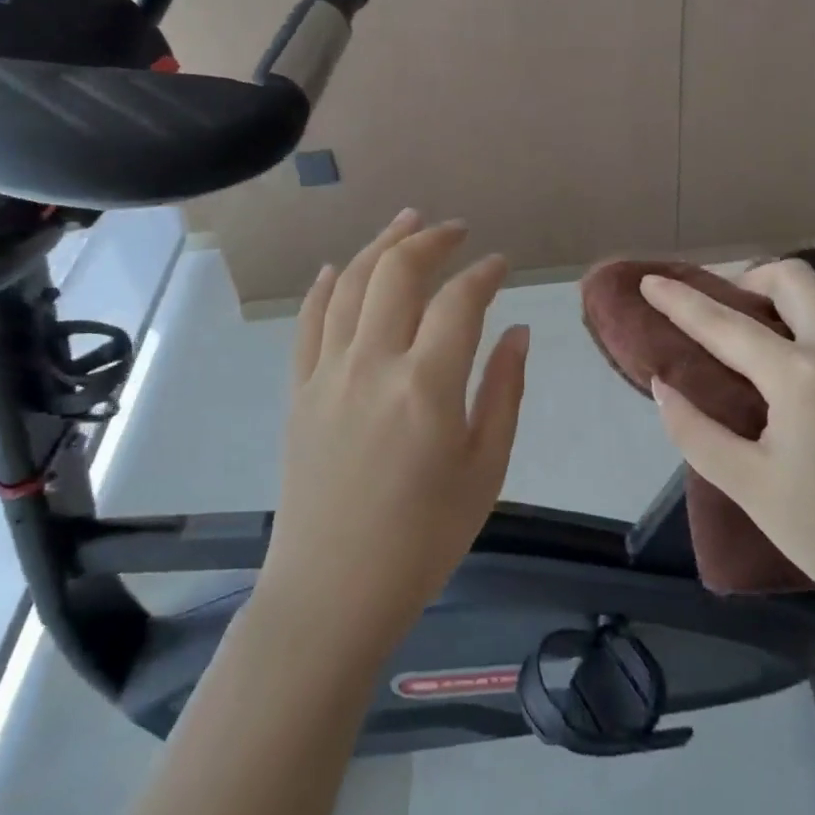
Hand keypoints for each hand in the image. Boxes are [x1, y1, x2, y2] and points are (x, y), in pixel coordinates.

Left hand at [258, 210, 529, 666]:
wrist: (333, 591)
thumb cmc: (423, 539)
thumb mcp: (485, 470)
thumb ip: (503, 392)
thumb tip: (516, 331)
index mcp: (426, 386)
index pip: (458, 301)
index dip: (483, 273)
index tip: (500, 264)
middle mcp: (372, 364)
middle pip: (397, 274)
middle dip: (430, 241)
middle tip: (455, 230)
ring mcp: (327, 374)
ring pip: (351, 285)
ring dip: (380, 246)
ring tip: (406, 222)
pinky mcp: (299, 391)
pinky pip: (309, 323)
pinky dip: (326, 287)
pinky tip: (341, 269)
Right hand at [641, 259, 814, 638]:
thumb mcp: (748, 486)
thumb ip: (695, 430)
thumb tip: (664, 386)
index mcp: (800, 374)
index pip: (725, 324)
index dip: (681, 301)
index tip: (649, 281)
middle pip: (794, 279)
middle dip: (749, 279)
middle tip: (723, 309)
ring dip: (793, 301)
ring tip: (766, 338)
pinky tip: (811, 371)